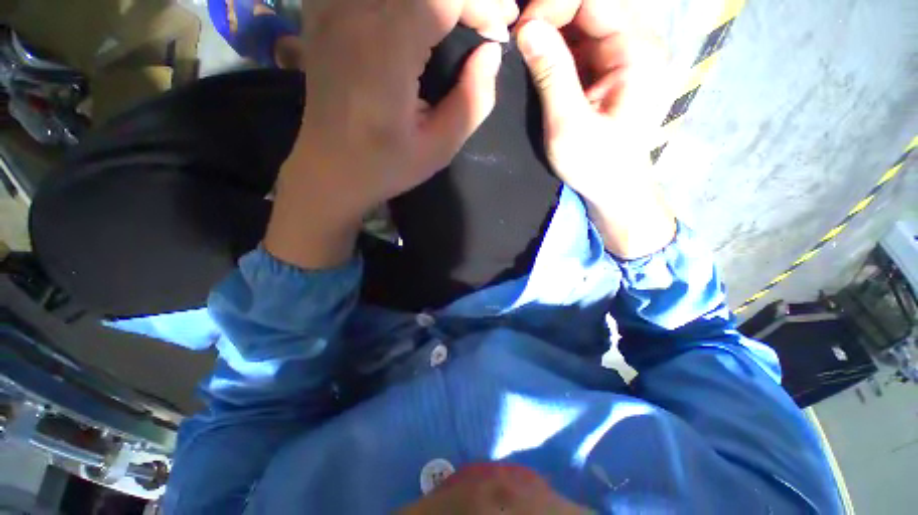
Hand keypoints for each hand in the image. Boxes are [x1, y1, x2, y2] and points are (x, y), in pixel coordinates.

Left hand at [266, 0, 515, 268]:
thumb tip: (490, 52)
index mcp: (386, 50)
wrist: (329, 169)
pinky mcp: (323, 13)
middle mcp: (355, 12)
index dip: (481, 3)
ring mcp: (333, 8)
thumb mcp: (440, 148)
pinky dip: (401, 2)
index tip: (498, 31)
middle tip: (487, 18)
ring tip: (458, 17)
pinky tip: (412, 18)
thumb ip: (473, 101)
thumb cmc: (386, 166)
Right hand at [516, 0, 675, 257]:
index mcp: (638, 51)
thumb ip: (551, 75)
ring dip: (551, 31)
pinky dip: (557, 46)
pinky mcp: (611, 66)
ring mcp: (624, 52)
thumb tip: (526, 29)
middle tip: (519, 43)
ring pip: (583, 20)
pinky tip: (540, 64)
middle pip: (590, 5)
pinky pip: (582, 40)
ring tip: (526, 54)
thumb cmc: (595, 165)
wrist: (614, 187)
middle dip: (550, 16)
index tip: (520, 35)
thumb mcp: (568, 126)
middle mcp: (637, 41)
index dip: (552, 6)